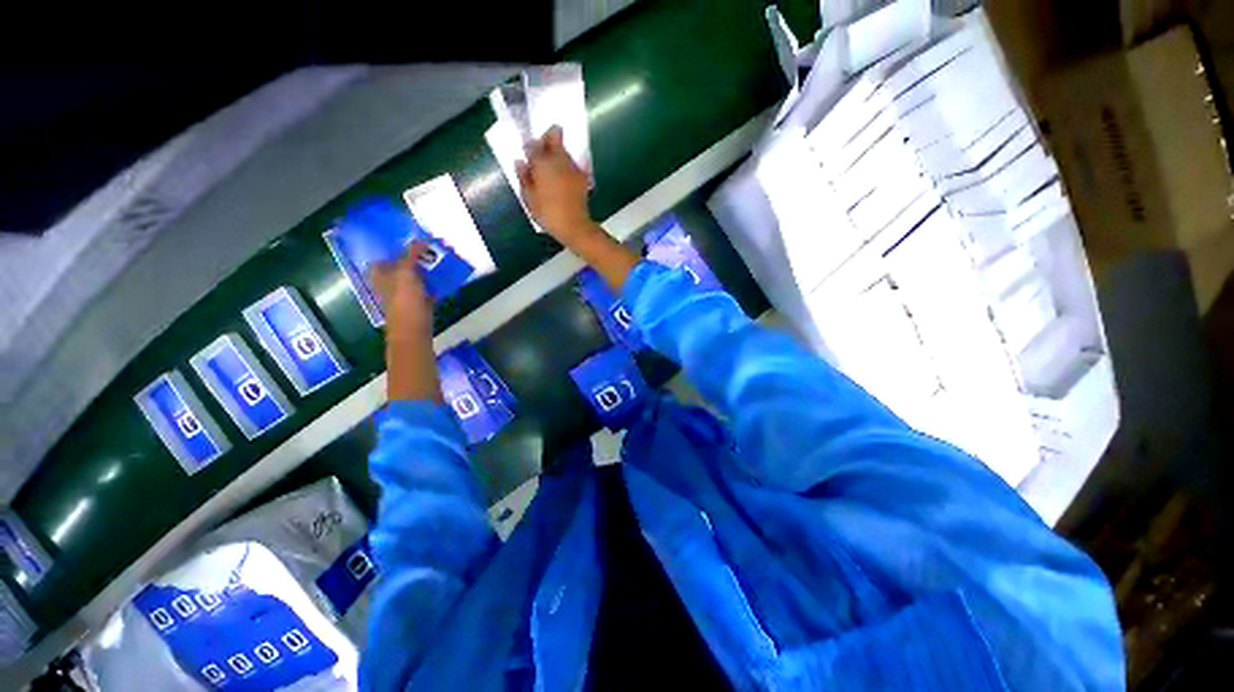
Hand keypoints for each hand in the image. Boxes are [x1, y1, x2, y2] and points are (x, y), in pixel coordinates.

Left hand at [370, 243, 442, 402]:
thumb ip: (411, 255)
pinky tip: (443, 281)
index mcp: (380, 275)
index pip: (384, 258)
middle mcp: (389, 284)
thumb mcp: (406, 272)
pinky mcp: (418, 306)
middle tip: (429, 250)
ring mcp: (403, 296)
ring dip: (425, 272)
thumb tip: (419, 239)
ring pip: (414, 279)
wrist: (413, 330)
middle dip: (413, 259)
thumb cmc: (404, 300)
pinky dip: (433, 286)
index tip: (411, 243)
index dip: (394, 250)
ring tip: (438, 263)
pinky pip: (426, 291)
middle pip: (400, 267)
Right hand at [516, 127, 600, 247]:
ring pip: (564, 150)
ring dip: (557, 153)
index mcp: (542, 163)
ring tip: (551, 170)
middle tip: (541, 152)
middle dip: (547, 139)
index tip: (527, 154)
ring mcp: (573, 167)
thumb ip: (524, 178)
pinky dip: (565, 166)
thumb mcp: (529, 198)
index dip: (529, 147)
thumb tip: (520, 162)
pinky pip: (571, 163)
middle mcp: (559, 159)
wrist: (574, 225)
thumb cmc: (548, 214)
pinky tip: (561, 180)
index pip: (533, 144)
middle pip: (554, 136)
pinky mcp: (582, 177)